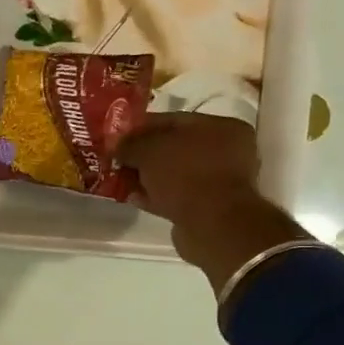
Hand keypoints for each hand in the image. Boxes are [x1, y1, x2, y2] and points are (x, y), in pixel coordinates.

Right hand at [116, 112, 308, 289]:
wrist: (212, 225)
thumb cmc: (186, 174)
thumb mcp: (149, 150)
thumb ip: (130, 144)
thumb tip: (116, 145)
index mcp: (222, 127)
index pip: (174, 120)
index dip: (142, 126)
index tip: (117, 135)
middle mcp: (226, 151)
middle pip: (174, 148)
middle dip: (143, 154)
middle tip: (117, 159)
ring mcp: (218, 182)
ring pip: (173, 174)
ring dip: (147, 177)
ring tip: (120, 179)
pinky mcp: (207, 208)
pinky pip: (175, 196)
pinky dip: (155, 196)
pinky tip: (133, 197)